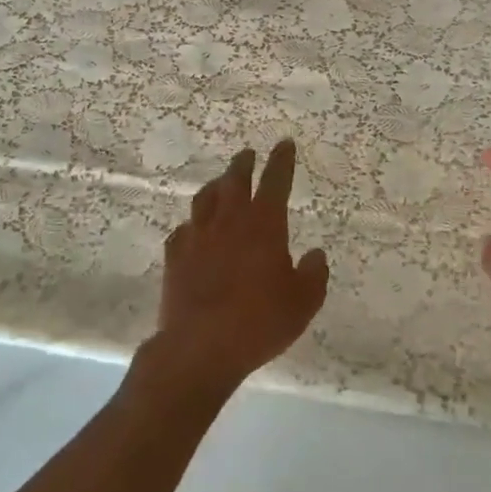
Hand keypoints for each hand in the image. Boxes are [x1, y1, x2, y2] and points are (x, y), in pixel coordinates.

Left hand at [153, 141, 328, 397]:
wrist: (199, 347)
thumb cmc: (260, 322)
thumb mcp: (303, 302)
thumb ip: (314, 274)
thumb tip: (315, 255)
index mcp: (265, 224)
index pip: (276, 180)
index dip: (282, 160)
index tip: (285, 144)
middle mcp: (230, 221)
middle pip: (235, 180)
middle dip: (244, 164)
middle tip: (248, 154)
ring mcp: (198, 237)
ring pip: (205, 199)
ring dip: (216, 186)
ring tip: (220, 183)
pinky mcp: (174, 258)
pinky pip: (183, 230)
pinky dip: (192, 225)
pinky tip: (193, 230)